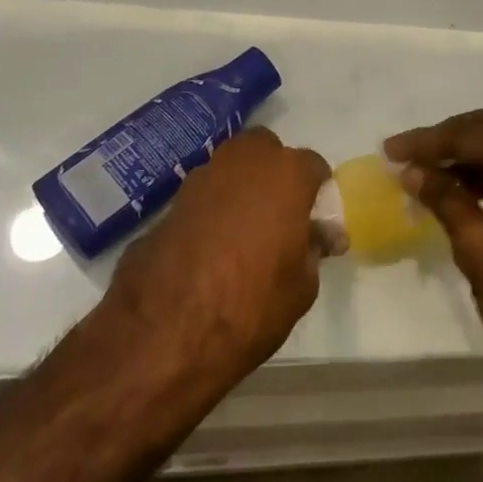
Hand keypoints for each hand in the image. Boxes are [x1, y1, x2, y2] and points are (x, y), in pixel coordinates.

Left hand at [106, 128, 332, 392]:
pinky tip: (211, 246)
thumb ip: (313, 249)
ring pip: (230, 167)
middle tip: (279, 213)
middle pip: (266, 150)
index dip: (318, 192)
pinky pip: (203, 196)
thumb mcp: (301, 287)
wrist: (164, 331)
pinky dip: (211, 209)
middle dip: (275, 172)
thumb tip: (317, 236)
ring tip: (244, 231)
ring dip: (241, 187)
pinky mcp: (170, 202)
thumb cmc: (250, 305)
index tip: (317, 220)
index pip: (313, 166)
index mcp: (285, 175)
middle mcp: (244, 162)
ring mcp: (202, 178)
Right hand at [385, 107, 482, 405]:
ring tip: (436, 174)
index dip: (428, 142)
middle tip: (415, 155)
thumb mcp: (482, 253)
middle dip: (456, 137)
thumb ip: (447, 202)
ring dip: (479, 154)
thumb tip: (414, 173)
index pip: (473, 133)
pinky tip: (474, 192)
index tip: (391, 151)